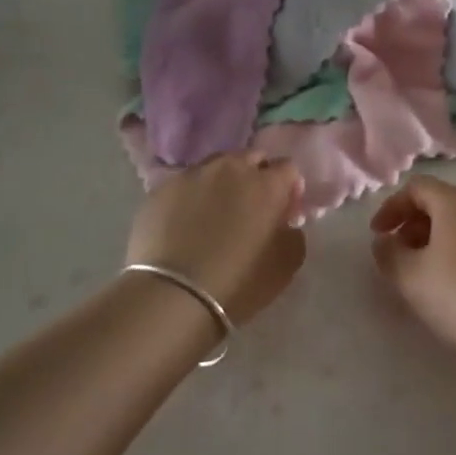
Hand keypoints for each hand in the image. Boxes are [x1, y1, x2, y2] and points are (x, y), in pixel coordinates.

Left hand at [126, 153, 305, 325]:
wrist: (173, 295)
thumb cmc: (239, 282)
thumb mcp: (286, 264)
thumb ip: (293, 232)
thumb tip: (285, 221)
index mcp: (267, 184)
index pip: (288, 168)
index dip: (288, 187)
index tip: (284, 209)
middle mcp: (231, 168)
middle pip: (251, 159)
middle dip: (256, 176)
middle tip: (251, 207)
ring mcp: (193, 175)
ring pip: (216, 166)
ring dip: (223, 181)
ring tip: (216, 210)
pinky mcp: (162, 189)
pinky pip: (186, 184)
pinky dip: (192, 195)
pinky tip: (186, 221)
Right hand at [369, 177, 455, 367]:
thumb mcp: (409, 277)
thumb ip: (388, 253)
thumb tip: (386, 241)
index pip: (417, 187)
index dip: (392, 208)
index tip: (378, 235)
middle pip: (443, 203)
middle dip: (415, 225)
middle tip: (401, 255)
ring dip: (440, 240)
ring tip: (429, 273)